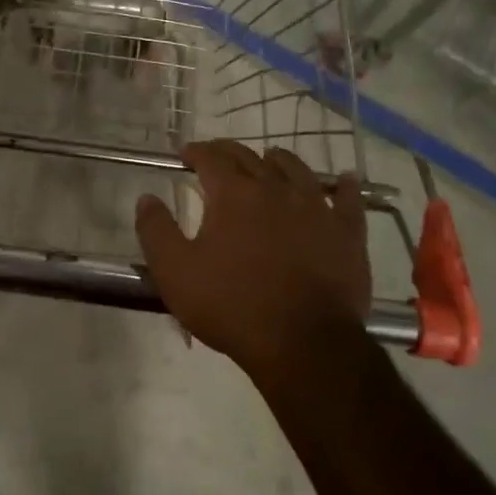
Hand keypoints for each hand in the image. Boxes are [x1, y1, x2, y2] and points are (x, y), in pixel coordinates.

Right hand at [135, 140, 370, 377]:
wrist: (303, 342)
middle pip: (251, 158)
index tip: (185, 154)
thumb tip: (146, 198)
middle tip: (218, 156)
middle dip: (229, 152)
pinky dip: (344, 186)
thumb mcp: (175, 272)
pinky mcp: (348, 232)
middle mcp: (276, 189)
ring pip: (297, 170)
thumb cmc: (231, 306)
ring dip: (279, 160)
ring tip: (270, 159)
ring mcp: (317, 208)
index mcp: (233, 195)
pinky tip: (345, 181)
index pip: (212, 158)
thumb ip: (156, 230)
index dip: (196, 152)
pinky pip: (349, 199)